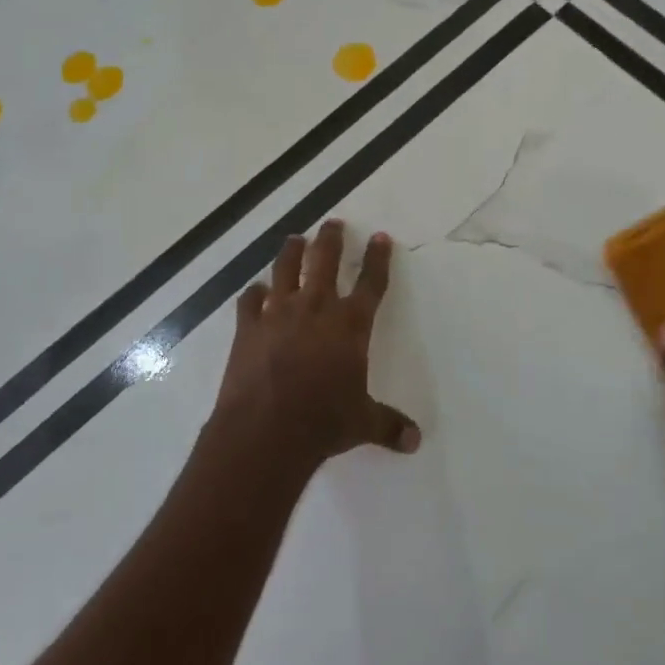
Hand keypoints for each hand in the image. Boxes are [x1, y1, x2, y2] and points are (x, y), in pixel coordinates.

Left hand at [213, 220, 420, 474]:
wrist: (266, 430)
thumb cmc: (323, 422)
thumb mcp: (363, 423)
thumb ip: (389, 425)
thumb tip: (416, 441)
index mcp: (350, 325)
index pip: (370, 283)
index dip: (377, 259)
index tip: (379, 237)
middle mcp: (316, 308)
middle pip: (325, 261)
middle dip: (331, 239)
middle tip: (332, 223)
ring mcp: (279, 314)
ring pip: (286, 269)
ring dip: (292, 252)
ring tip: (295, 239)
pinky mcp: (248, 327)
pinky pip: (250, 301)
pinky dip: (254, 294)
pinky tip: (256, 291)